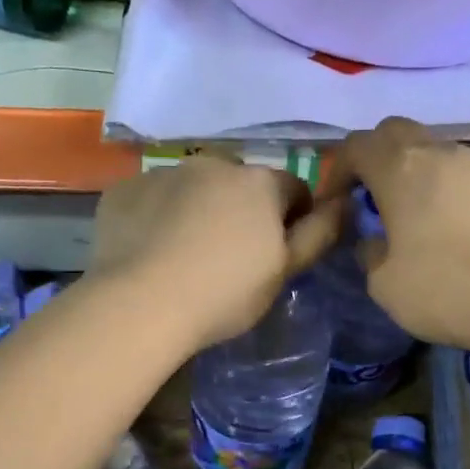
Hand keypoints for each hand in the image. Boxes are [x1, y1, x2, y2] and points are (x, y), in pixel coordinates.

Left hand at [90, 157, 344, 349]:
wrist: (141, 304)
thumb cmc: (225, 293)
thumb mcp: (283, 271)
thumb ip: (318, 234)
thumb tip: (344, 203)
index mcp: (259, 182)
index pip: (292, 189)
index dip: (292, 219)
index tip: (277, 252)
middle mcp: (213, 164)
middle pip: (239, 185)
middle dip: (241, 210)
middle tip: (228, 256)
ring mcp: (164, 173)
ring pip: (192, 189)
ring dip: (197, 209)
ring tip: (183, 255)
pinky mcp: (125, 189)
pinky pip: (152, 199)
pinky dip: (156, 216)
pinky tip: (149, 251)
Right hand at [331, 117, 469, 355]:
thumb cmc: (445, 290)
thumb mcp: (384, 283)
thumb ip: (369, 251)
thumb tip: (374, 239)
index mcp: (399, 169)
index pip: (356, 145)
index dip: (337, 170)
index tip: (334, 203)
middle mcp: (437, 153)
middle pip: (395, 131)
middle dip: (375, 156)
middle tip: (368, 196)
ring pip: (432, 147)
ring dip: (411, 169)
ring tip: (409, 211)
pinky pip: (460, 171)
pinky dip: (443, 185)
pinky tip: (447, 223)